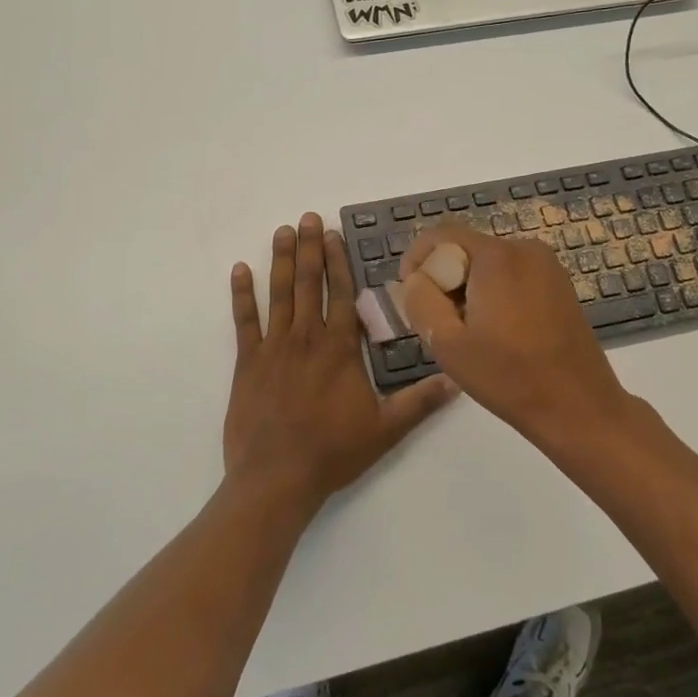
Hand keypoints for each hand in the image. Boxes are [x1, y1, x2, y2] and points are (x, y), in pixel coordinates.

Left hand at [224, 213, 458, 517]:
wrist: (276, 478)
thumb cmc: (333, 452)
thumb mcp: (386, 430)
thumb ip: (420, 401)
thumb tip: (458, 380)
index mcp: (339, 349)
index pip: (341, 294)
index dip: (337, 262)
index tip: (334, 234)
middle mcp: (306, 338)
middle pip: (309, 284)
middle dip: (310, 248)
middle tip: (308, 217)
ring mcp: (273, 348)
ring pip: (279, 294)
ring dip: (282, 260)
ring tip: (283, 231)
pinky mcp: (247, 363)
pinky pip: (244, 321)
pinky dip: (241, 295)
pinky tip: (240, 270)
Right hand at [394, 224, 640, 446]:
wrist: (578, 406)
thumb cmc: (509, 376)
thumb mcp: (447, 343)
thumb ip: (420, 301)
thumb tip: (416, 279)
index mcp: (497, 256)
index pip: (441, 234)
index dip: (416, 259)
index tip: (410, 294)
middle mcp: (524, 248)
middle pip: (466, 248)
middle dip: (444, 278)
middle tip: (439, 321)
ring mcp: (547, 265)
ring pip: (488, 263)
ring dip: (469, 287)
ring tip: (468, 331)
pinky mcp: (559, 284)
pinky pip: (513, 274)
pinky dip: (494, 292)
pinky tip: (497, 331)